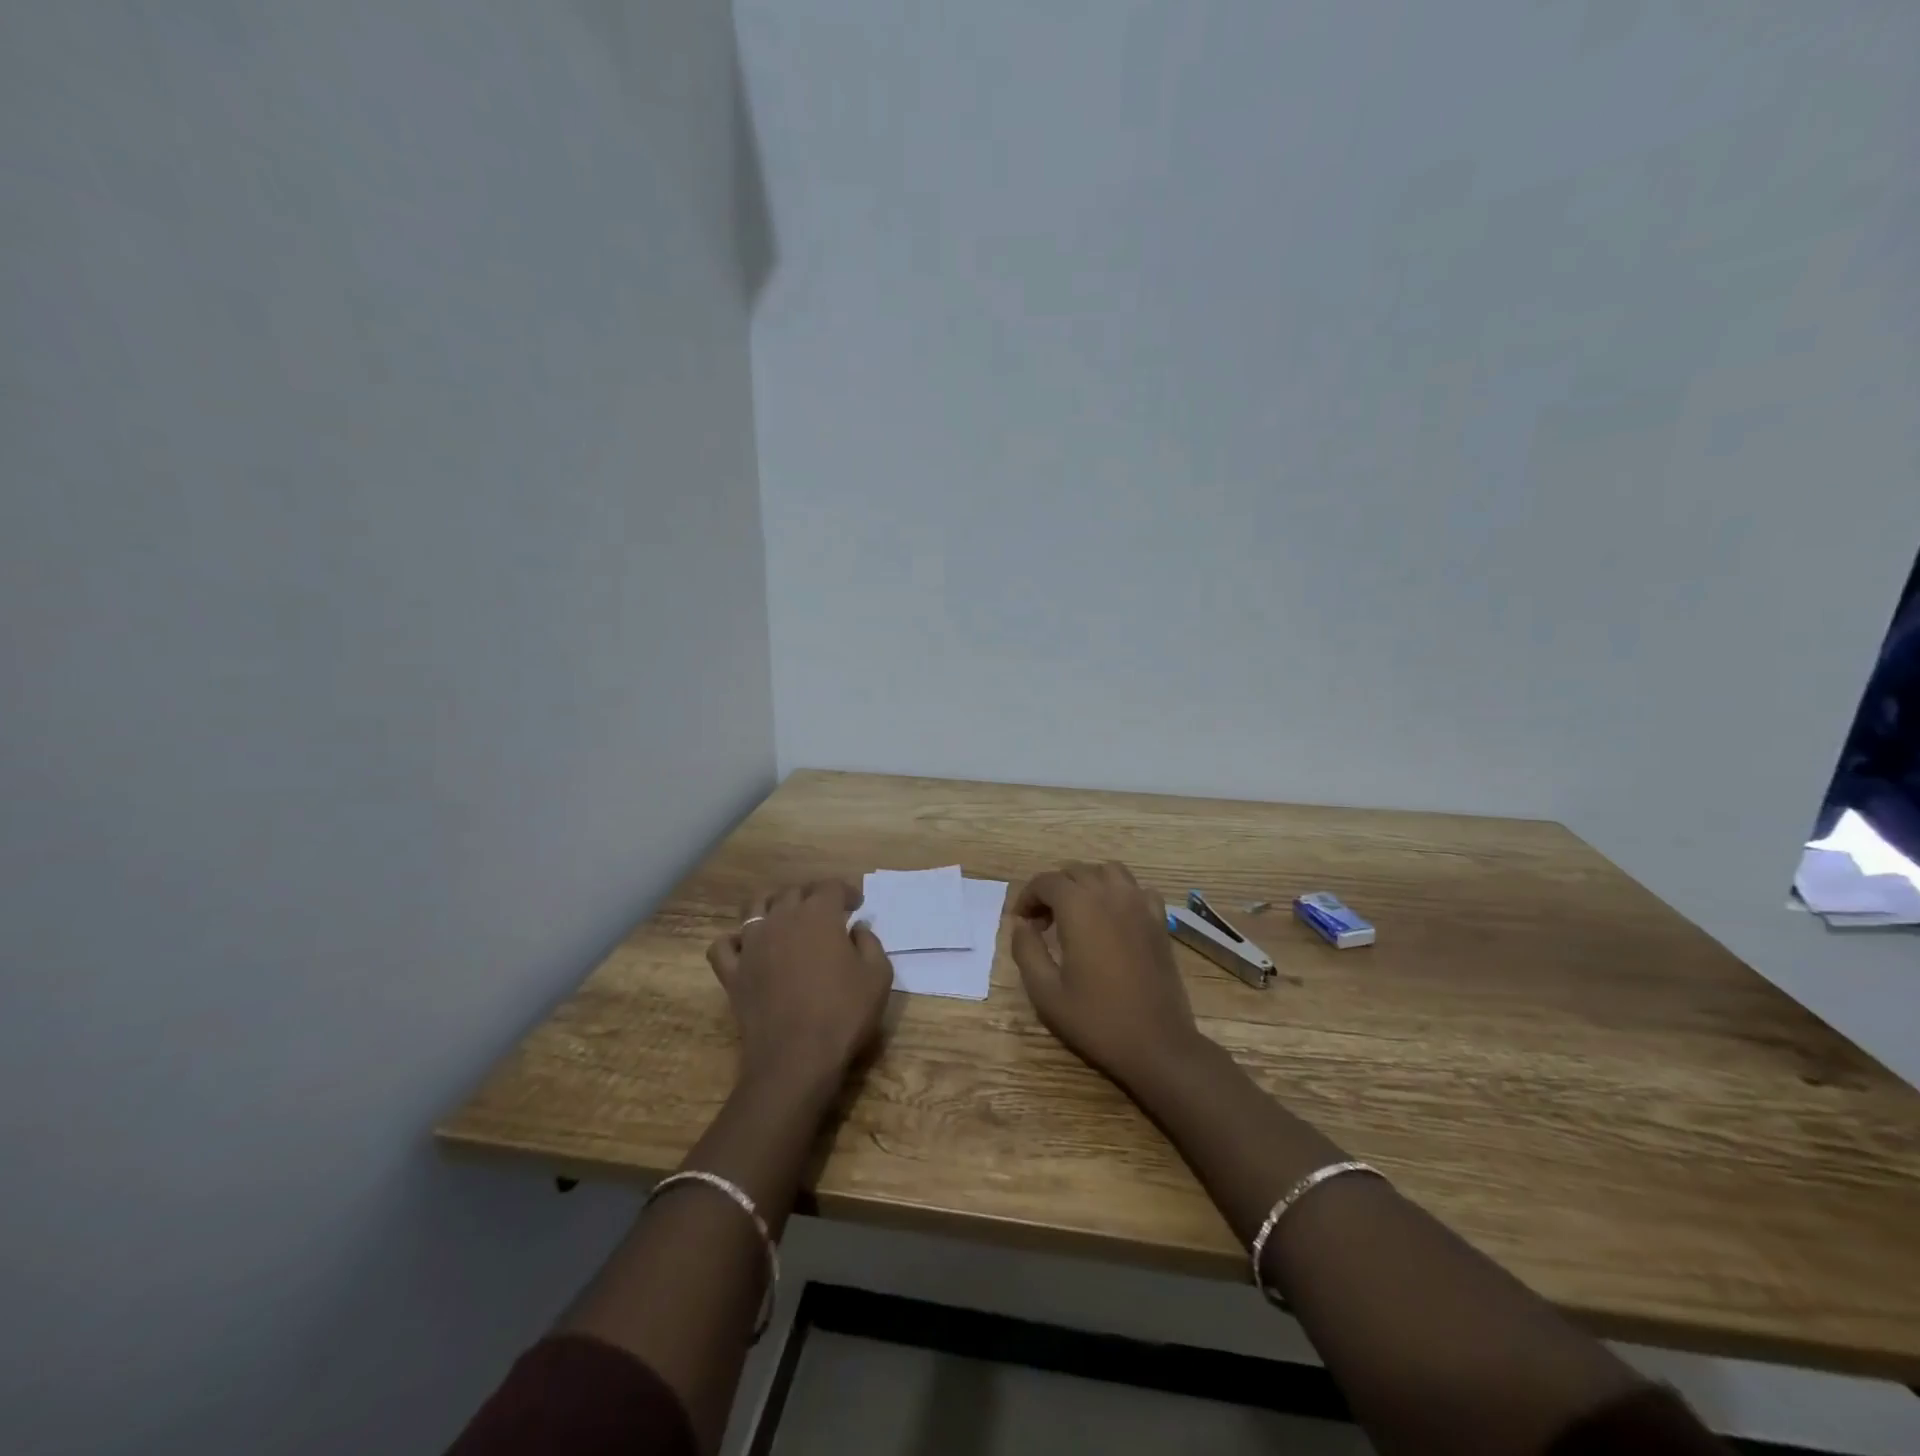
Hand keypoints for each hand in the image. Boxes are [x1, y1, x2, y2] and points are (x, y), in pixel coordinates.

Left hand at [706, 879, 893, 1097]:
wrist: (796, 1059)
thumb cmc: (843, 1014)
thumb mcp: (878, 977)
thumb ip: (870, 943)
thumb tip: (856, 929)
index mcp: (819, 915)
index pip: (831, 887)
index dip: (846, 892)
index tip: (856, 905)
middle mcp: (781, 919)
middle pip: (793, 892)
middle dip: (812, 895)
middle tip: (826, 912)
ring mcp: (752, 944)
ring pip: (755, 907)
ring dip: (773, 906)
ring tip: (785, 919)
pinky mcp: (732, 972)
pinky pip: (724, 946)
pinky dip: (734, 941)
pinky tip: (747, 948)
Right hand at [1011, 861, 1205, 1090]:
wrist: (1157, 1044)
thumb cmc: (1096, 1019)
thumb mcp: (1046, 992)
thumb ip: (1027, 951)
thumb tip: (1021, 925)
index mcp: (1079, 907)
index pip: (1046, 881)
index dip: (1027, 897)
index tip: (1020, 922)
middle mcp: (1110, 895)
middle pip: (1075, 871)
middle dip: (1053, 890)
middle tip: (1042, 923)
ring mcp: (1139, 905)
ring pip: (1108, 871)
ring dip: (1086, 883)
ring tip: (1076, 912)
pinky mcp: (1159, 921)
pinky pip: (1137, 889)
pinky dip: (1120, 893)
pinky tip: (1113, 918)